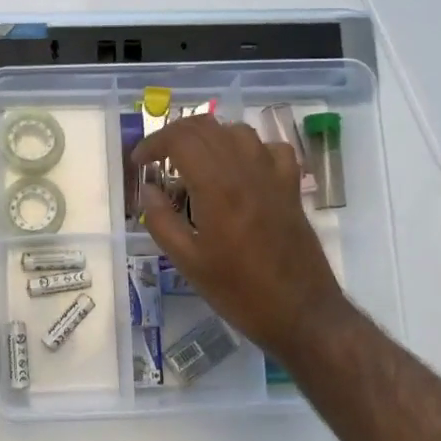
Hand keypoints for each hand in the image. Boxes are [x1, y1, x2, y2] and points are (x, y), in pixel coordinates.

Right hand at [133, 116, 349, 365]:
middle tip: (158, 160)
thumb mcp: (188, 263)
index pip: (180, 139)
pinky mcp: (291, 188)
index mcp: (217, 188)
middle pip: (206, 127)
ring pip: (237, 131)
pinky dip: (249, 149)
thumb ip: (162, 221)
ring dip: (209, 138)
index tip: (139, 163)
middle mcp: (246, 171)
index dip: (153, 143)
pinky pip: (271, 149)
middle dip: (175, 135)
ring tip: (193, 163)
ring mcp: (273, 177)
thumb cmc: (239, 292)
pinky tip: (239, 169)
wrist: (301, 313)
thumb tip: (149, 190)